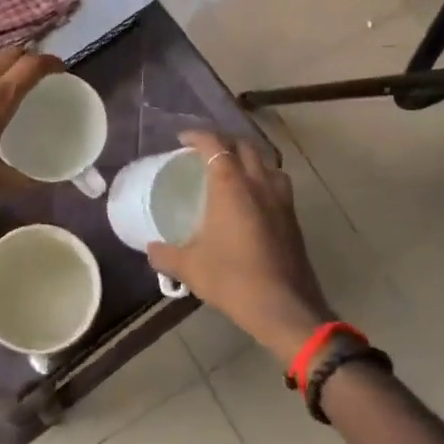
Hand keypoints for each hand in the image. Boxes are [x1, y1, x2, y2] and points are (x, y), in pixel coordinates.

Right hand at [147, 130, 334, 364]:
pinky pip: (278, 183)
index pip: (215, 145)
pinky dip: (263, 179)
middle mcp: (259, 184)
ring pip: (267, 162)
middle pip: (244, 146)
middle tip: (206, 152)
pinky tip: (253, 199)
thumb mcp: (190, 268)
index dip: (198, 136)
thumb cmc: (233, 279)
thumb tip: (151, 249)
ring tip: (233, 170)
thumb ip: (166, 255)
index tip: (182, 140)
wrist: (284, 307)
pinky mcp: (293, 218)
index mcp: (231, 186)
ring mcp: (281, 200)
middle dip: (224, 141)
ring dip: (249, 158)